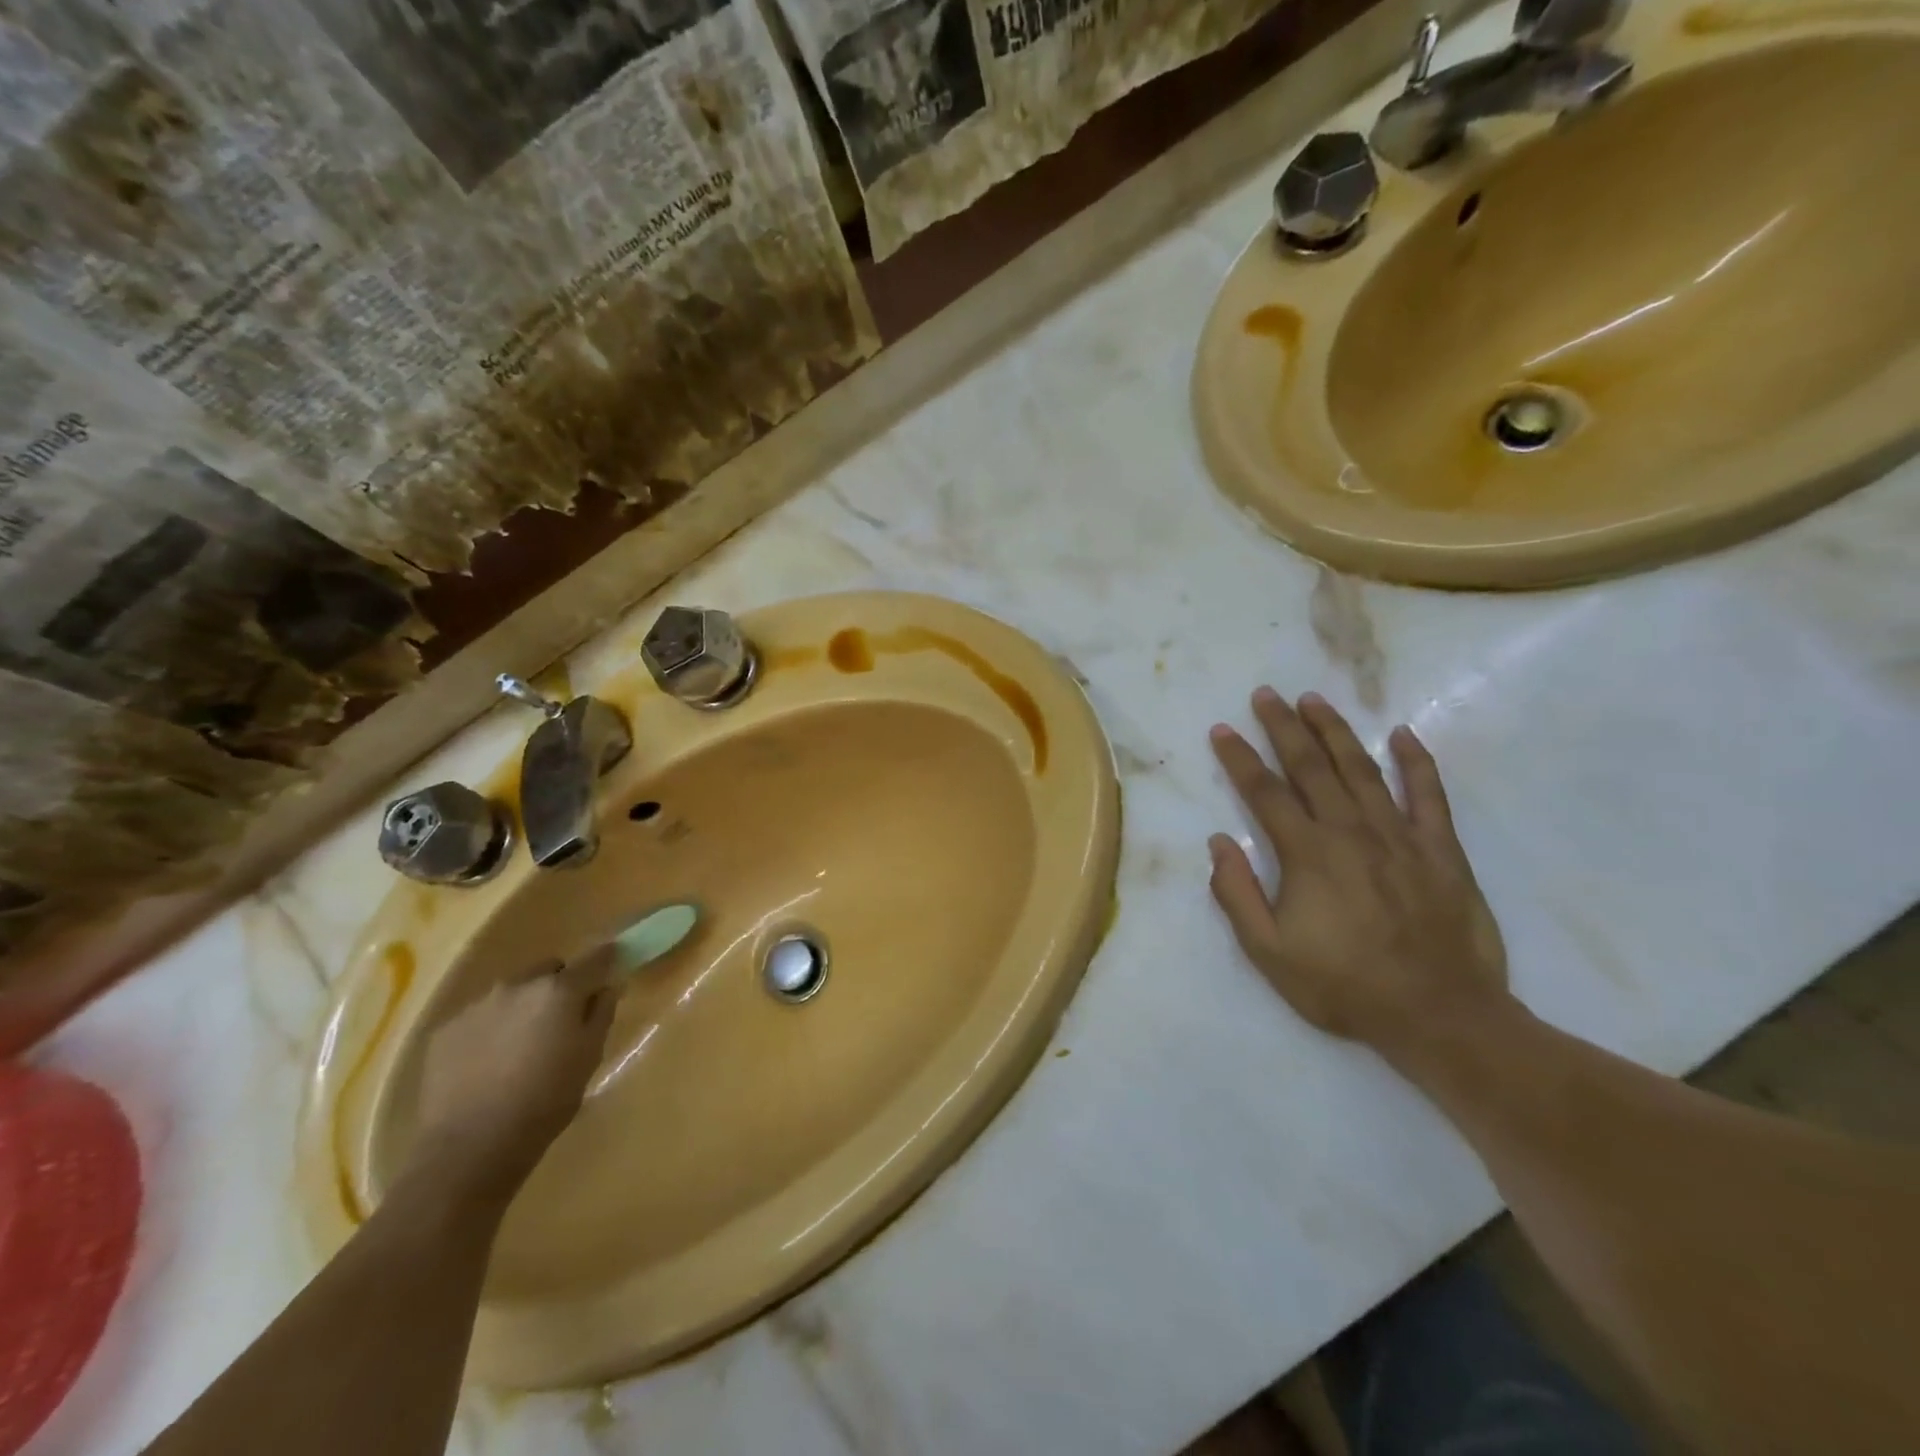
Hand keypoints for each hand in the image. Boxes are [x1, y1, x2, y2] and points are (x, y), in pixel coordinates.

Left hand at [405, 948, 616, 1205]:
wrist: (469, 1148)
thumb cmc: (545, 1103)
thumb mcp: (589, 1058)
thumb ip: (601, 1014)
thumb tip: (607, 988)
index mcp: (559, 991)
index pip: (595, 958)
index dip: (607, 960)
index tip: (613, 968)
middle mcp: (518, 986)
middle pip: (549, 970)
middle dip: (559, 986)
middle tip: (562, 1021)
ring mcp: (477, 1006)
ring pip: (512, 992)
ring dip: (523, 1007)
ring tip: (521, 1046)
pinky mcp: (445, 1030)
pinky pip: (480, 1016)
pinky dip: (491, 1029)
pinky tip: (489, 1064)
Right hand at [1207, 688, 1510, 1052]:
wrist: (1441, 1016)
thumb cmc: (1344, 986)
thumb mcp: (1269, 953)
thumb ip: (1238, 895)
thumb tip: (1219, 843)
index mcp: (1308, 854)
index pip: (1265, 793)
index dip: (1240, 758)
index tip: (1223, 729)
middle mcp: (1351, 832)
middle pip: (1312, 767)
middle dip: (1284, 727)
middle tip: (1267, 694)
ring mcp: (1400, 837)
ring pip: (1363, 770)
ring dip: (1336, 731)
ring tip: (1314, 700)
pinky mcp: (1441, 851)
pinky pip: (1429, 796)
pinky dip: (1417, 763)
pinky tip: (1402, 734)